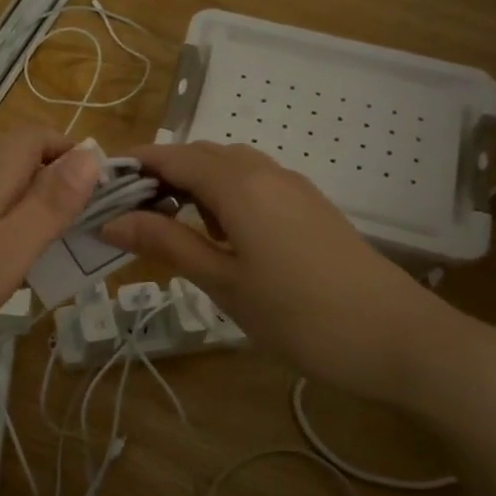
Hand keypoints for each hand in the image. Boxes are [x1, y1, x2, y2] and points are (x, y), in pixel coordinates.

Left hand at [0, 126, 99, 369]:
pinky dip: (0, 224)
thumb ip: (49, 204)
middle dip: (54, 177)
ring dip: (28, 201)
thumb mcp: (6, 251)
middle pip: (15, 157)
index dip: (72, 152)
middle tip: (81, 221)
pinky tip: (0, 262)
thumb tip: (92, 154)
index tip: (102, 190)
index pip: (36, 137)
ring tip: (51, 244)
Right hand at [98, 143, 463, 406]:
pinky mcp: (311, 208)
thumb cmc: (299, 314)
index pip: (171, 157)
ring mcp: (294, 188)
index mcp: (239, 184)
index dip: (132, 166)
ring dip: (192, 185)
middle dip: (159, 176)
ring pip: (229, 169)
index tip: (96, 188)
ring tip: (166, 227)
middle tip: (125, 214)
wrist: (399, 339)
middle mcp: (266, 172)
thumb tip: (110, 219)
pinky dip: (223, 197)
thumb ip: (166, 243)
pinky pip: (254, 185)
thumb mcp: (222, 281)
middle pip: (200, 156)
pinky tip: (219, 236)